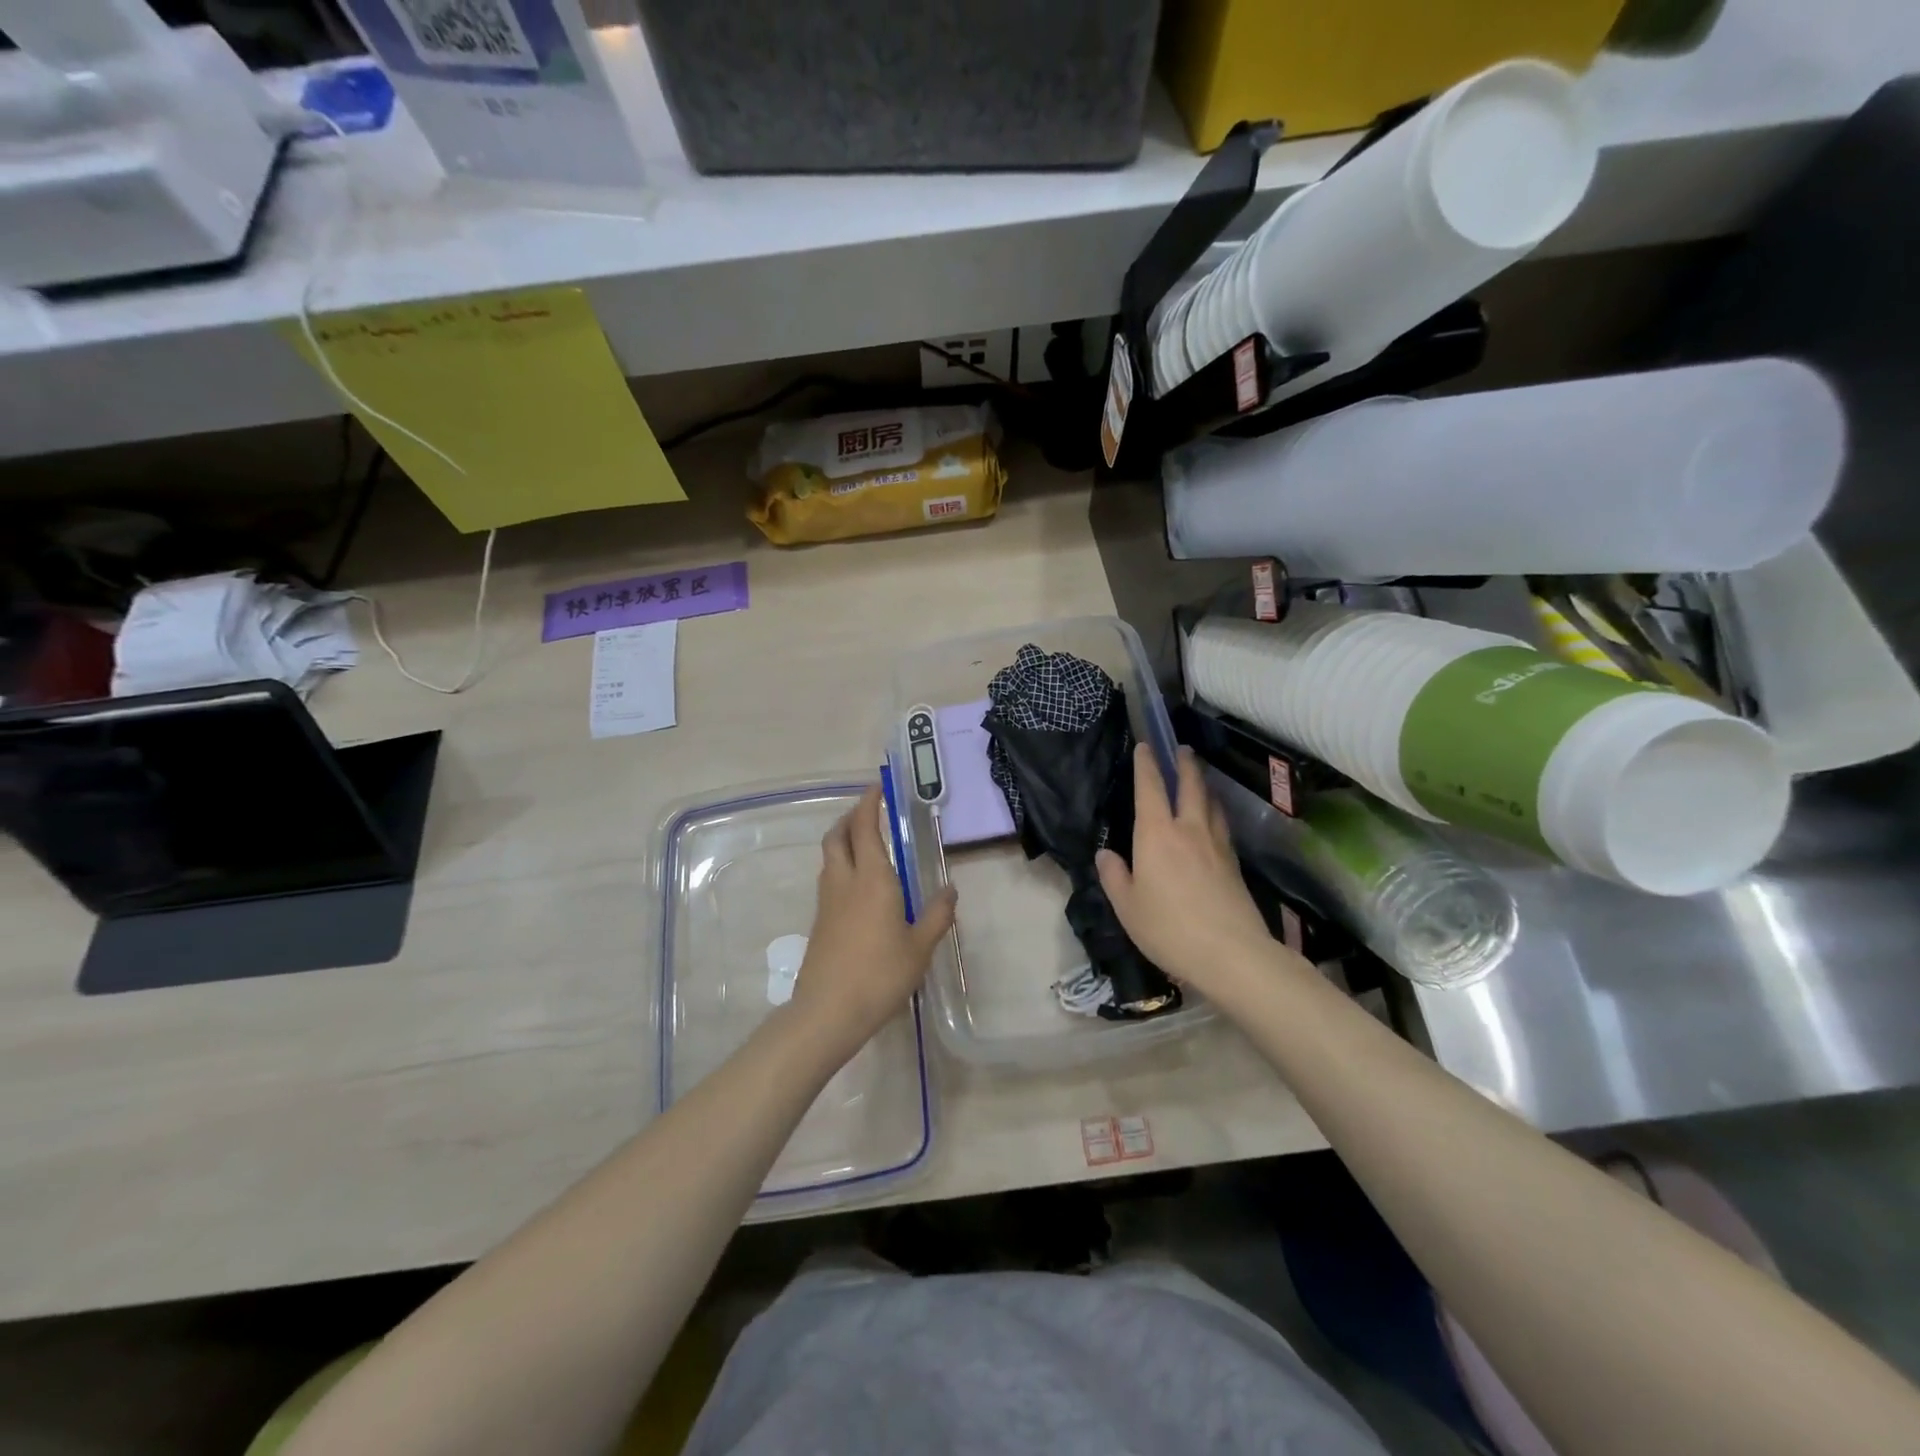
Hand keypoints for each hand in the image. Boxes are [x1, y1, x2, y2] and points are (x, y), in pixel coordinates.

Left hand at [789, 784, 956, 1058]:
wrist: (828, 1011)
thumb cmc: (880, 975)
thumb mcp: (920, 947)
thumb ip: (937, 914)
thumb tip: (950, 888)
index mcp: (872, 879)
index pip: (865, 827)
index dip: (868, 803)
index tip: (876, 787)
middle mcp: (845, 881)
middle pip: (837, 835)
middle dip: (850, 817)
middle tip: (868, 811)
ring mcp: (827, 901)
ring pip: (830, 857)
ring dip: (843, 840)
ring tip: (866, 844)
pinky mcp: (819, 921)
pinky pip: (830, 879)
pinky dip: (842, 866)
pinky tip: (860, 885)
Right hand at [1097, 745, 1303, 1005]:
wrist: (1231, 954)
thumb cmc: (1168, 928)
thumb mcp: (1127, 907)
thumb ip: (1114, 876)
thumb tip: (1106, 853)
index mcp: (1157, 834)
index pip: (1151, 788)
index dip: (1147, 764)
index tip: (1146, 746)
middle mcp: (1189, 830)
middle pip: (1191, 786)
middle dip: (1185, 764)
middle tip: (1182, 749)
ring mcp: (1217, 845)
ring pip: (1212, 803)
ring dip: (1204, 785)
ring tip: (1200, 779)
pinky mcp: (1235, 864)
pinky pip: (1223, 825)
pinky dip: (1216, 812)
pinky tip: (1215, 820)